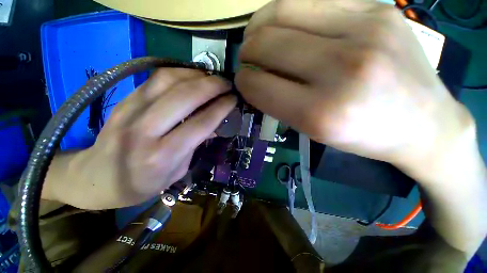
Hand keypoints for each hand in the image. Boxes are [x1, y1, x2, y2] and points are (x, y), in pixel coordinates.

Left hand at [44, 69, 235, 209]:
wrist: (96, 177)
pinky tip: (192, 76)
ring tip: (212, 78)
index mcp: (163, 155)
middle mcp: (146, 130)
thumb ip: (196, 145)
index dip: (221, 107)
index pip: (201, 123)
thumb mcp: (177, 172)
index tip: (234, 99)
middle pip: (186, 97)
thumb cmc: (141, 183)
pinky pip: (156, 79)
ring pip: (169, 80)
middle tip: (227, 84)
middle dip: (213, 86)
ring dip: (197, 75)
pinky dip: (179, 73)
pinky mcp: (124, 101)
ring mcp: (130, 111)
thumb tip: (215, 125)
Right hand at [235, 0, 472, 173]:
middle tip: (246, 60)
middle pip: (266, 44)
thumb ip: (277, 103)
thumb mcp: (312, 131)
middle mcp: (341, 69)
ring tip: (257, 39)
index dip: (243, 82)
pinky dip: (285, 13)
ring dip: (258, 26)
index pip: (260, 86)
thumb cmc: (363, 135)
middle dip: (246, 53)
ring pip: (282, 10)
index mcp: (320, 112)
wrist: (424, 124)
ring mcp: (365, 30)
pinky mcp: (377, 8)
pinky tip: (286, 27)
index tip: (242, 82)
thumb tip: (252, 79)